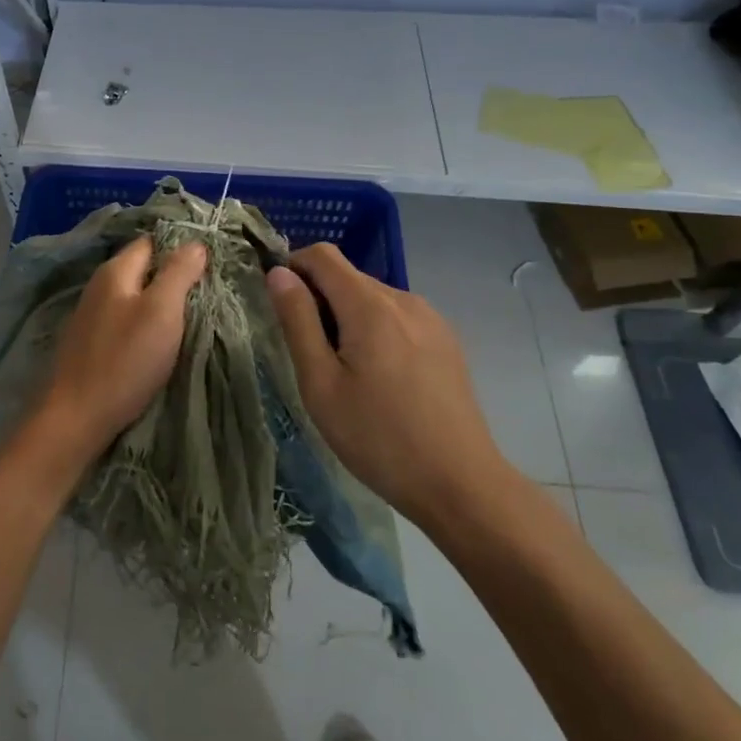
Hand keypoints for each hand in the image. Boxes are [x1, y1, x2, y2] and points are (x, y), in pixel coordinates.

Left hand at [32, 237, 206, 470]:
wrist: (76, 417)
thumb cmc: (124, 360)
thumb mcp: (161, 311)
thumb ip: (178, 273)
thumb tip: (195, 243)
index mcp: (115, 270)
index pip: (152, 241)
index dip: (181, 246)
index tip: (211, 261)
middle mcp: (99, 285)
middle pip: (142, 268)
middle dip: (172, 274)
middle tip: (207, 290)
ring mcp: (91, 315)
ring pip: (134, 295)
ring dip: (159, 300)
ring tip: (190, 314)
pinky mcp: (91, 342)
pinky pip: (125, 319)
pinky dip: (144, 322)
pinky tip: (159, 338)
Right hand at [267, 243, 511, 525]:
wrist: (461, 485)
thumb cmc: (378, 438)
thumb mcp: (321, 384)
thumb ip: (298, 321)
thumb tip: (279, 273)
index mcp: (370, 305)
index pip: (322, 255)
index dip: (294, 267)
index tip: (282, 305)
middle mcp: (403, 299)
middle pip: (348, 276)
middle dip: (320, 299)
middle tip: (312, 354)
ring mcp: (430, 318)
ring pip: (373, 298)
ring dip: (348, 317)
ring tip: (347, 372)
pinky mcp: (446, 339)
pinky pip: (397, 317)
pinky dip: (376, 330)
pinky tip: (381, 378)